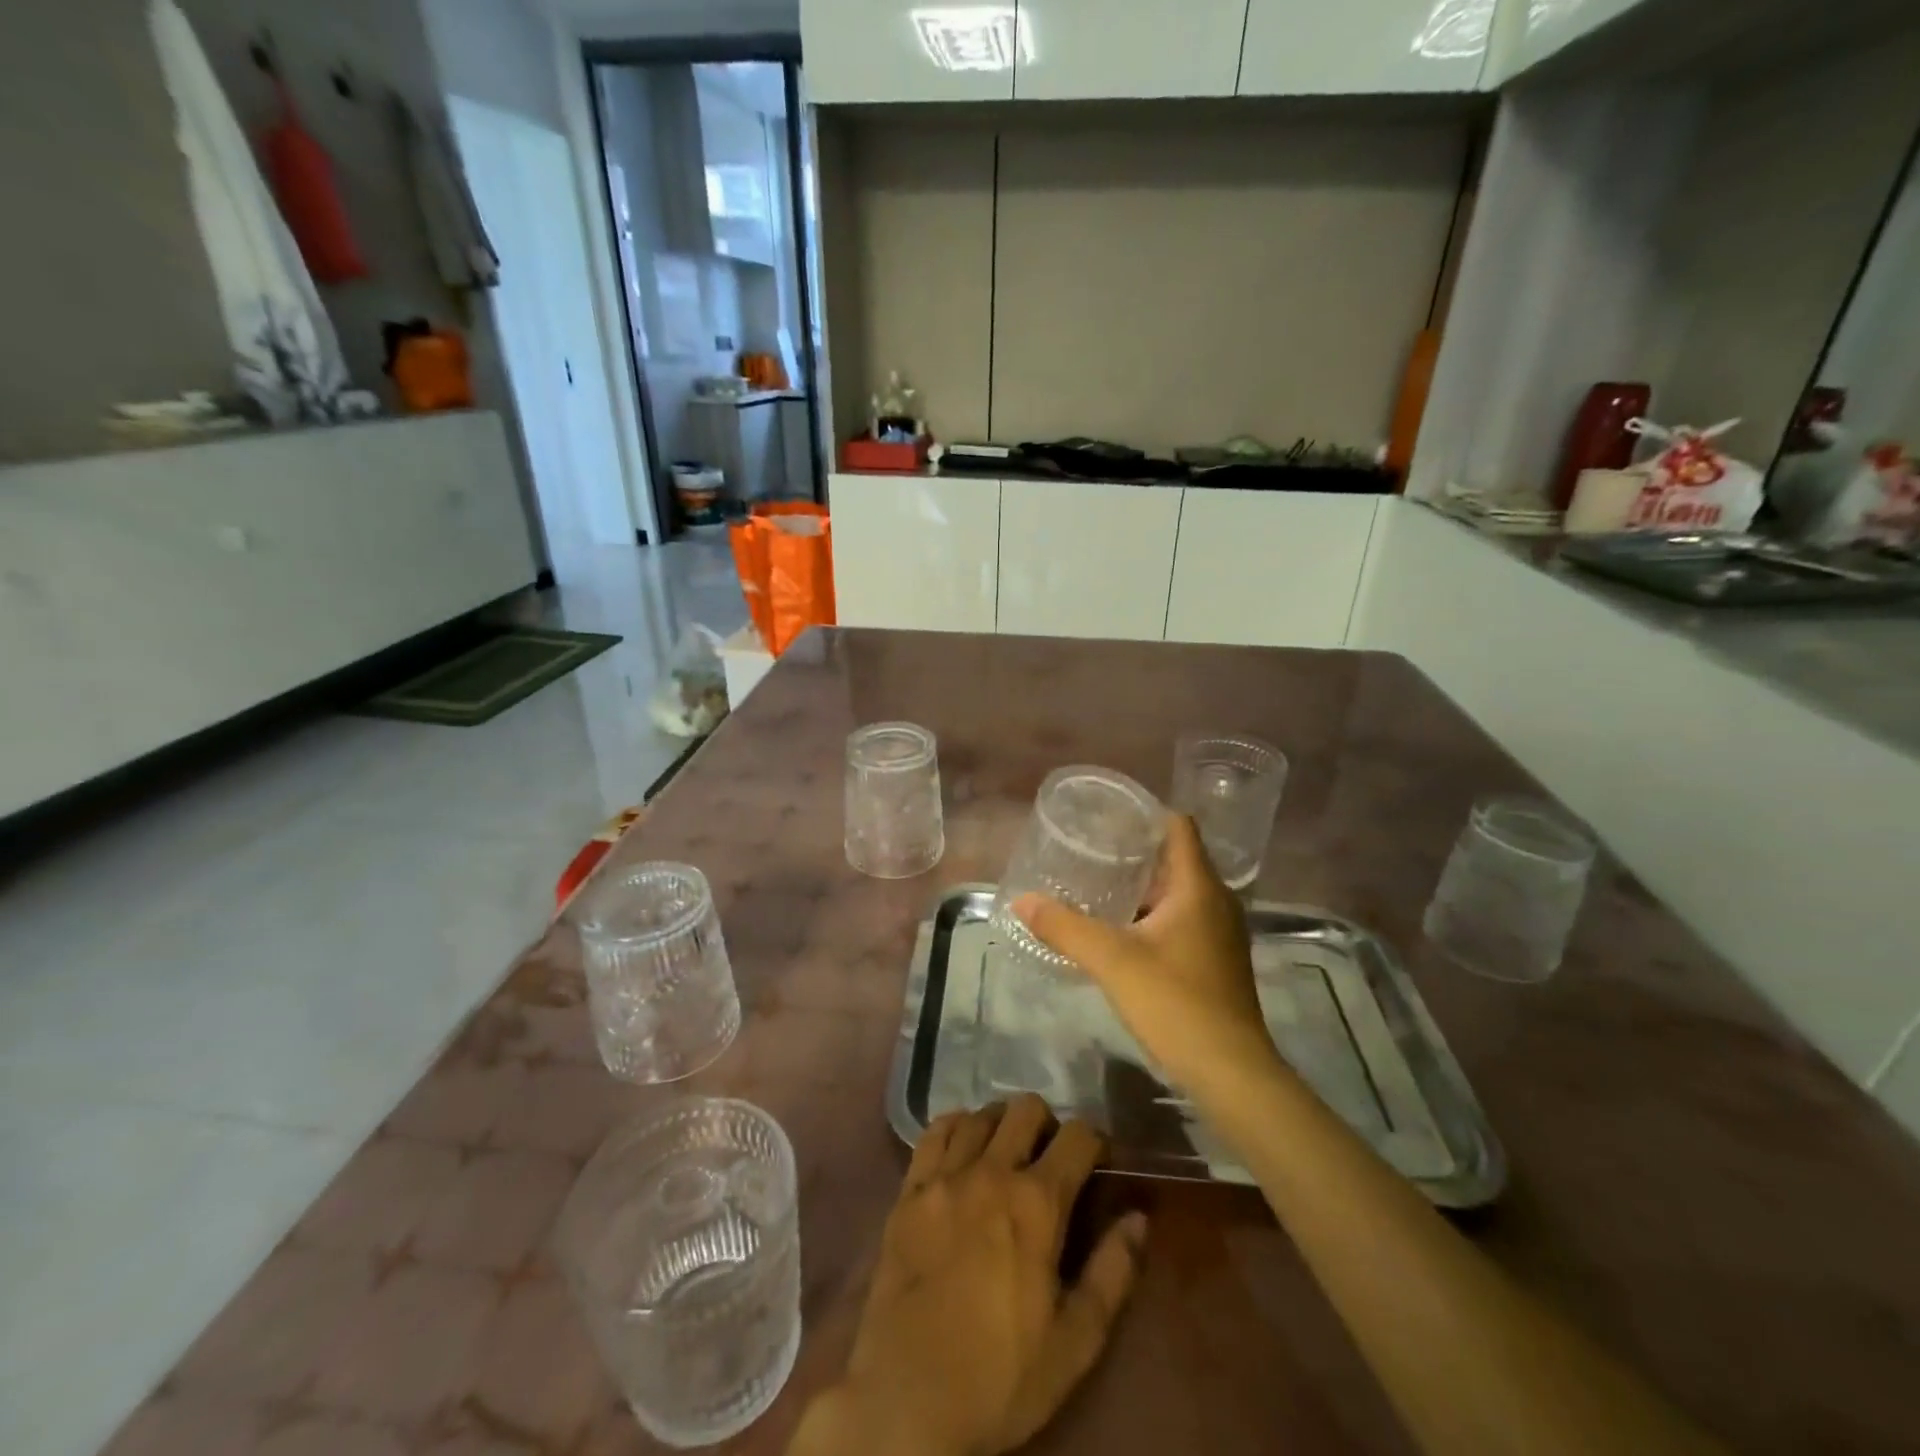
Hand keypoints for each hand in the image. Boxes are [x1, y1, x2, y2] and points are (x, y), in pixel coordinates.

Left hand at [791, 1096, 1145, 1455]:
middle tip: (1050, 1157)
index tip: (1100, 1161)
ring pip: (980, 1114)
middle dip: (1048, 1123)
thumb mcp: (1076, 1341)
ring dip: (1001, 1125)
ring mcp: (945, 1175)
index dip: (1096, 1141)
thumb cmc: (1001, 1375)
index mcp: (1037, 1202)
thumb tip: (1139, 1217)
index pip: (1078, 1136)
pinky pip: (934, 1132)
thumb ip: (1113, 1272)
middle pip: (1026, 1108)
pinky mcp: (909, 1189)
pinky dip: (954, 1128)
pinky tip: (961, 1150)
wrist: (908, 1400)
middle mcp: (991, 1171)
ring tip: (1006, 1153)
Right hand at [1014, 814, 1283, 1098]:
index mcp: (1199, 886)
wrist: (1231, 1073)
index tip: (1106, 817)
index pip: (1178, 826)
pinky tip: (1122, 931)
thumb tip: (1021, 901)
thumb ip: (1065, 927)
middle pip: (1175, 858)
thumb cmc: (1176, 1003)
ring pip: (1178, 892)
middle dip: (1134, 851)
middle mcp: (1216, 901)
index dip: (1144, 814)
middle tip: (1089, 850)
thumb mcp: (1112, 961)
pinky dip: (1153, 915)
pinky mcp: (1216, 960)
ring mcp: (1220, 932)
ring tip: (1097, 885)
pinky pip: (1182, 919)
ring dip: (1142, 887)